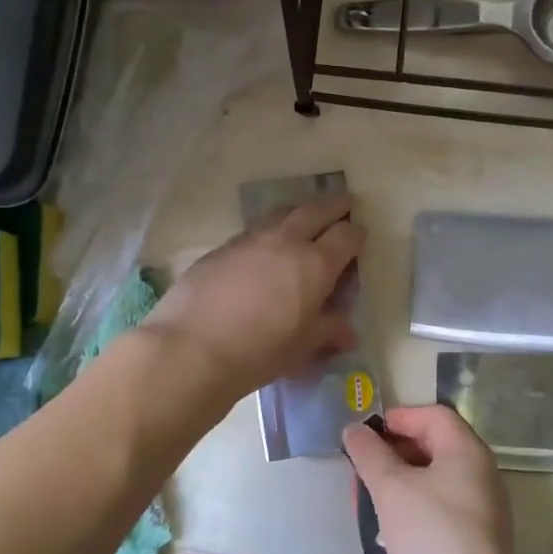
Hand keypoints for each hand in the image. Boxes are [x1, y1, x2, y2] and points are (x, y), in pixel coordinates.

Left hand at [142, 192, 364, 401]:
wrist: (191, 348)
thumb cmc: (259, 352)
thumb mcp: (302, 347)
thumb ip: (327, 331)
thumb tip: (348, 332)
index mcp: (316, 264)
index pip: (346, 236)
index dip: (357, 233)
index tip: (360, 234)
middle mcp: (286, 241)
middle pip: (315, 210)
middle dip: (333, 204)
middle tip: (344, 201)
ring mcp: (250, 240)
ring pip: (281, 213)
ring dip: (298, 211)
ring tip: (304, 215)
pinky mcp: (221, 248)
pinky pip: (253, 230)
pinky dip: (268, 230)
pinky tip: (263, 246)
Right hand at [343, 405, 532, 553]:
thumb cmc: (432, 535)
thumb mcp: (392, 489)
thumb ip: (370, 454)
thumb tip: (354, 429)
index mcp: (466, 450)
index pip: (433, 414)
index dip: (398, 417)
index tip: (365, 433)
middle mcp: (480, 471)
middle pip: (434, 444)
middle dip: (394, 451)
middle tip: (362, 465)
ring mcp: (481, 505)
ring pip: (434, 478)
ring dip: (401, 481)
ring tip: (369, 497)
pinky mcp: (475, 536)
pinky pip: (440, 506)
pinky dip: (414, 506)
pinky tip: (390, 529)